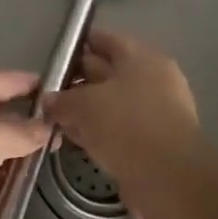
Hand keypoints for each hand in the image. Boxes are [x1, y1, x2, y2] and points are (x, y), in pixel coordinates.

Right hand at [44, 30, 201, 188]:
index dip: (78, 46)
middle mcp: (153, 79)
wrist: (168, 177)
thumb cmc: (126, 125)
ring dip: (87, 111)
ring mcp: (156, 112)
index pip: (105, 41)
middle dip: (79, 81)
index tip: (54, 59)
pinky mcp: (154, 142)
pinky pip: (120, 129)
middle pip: (108, 72)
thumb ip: (62, 99)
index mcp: (141, 57)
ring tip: (57, 119)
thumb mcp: (84, 105)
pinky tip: (77, 141)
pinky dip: (100, 132)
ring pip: (112, 104)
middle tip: (49, 92)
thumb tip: (49, 99)